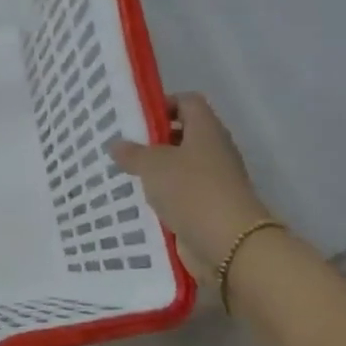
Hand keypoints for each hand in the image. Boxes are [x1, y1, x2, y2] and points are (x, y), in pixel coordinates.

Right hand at [107, 93, 273, 279]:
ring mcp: (215, 180)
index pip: (187, 102)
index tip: (136, 119)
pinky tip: (140, 201)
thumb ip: (133, 153)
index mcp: (206, 129)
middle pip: (184, 134)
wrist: (228, 243)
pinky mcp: (209, 207)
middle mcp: (214, 150)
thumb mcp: (153, 165)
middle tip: (124, 147)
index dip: (163, 104)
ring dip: (158, 170)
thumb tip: (117, 144)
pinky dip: (165, 195)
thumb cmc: (191, 190)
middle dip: (155, 140)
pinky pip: (183, 193)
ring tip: (126, 175)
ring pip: (182, 166)